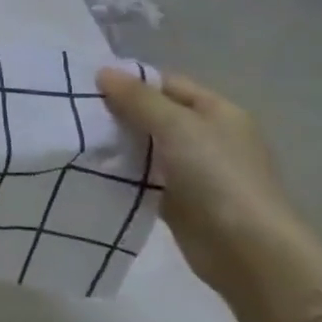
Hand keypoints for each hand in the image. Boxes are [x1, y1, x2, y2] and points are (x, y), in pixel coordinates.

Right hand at [97, 67, 321, 312]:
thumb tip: (103, 71)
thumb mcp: (176, 126)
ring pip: (146, 146)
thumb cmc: (217, 176)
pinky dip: (122, 171)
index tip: (86, 84)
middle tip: (74, 111)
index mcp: (217, 112)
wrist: (247, 250)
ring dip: (117, 143)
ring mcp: (193, 170)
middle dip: (118, 112)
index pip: (167, 84)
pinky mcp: (178, 199)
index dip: (130, 81)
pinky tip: (93, 168)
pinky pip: (143, 176)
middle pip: (154, 114)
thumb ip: (138, 99)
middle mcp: (207, 136)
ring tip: (76, 137)